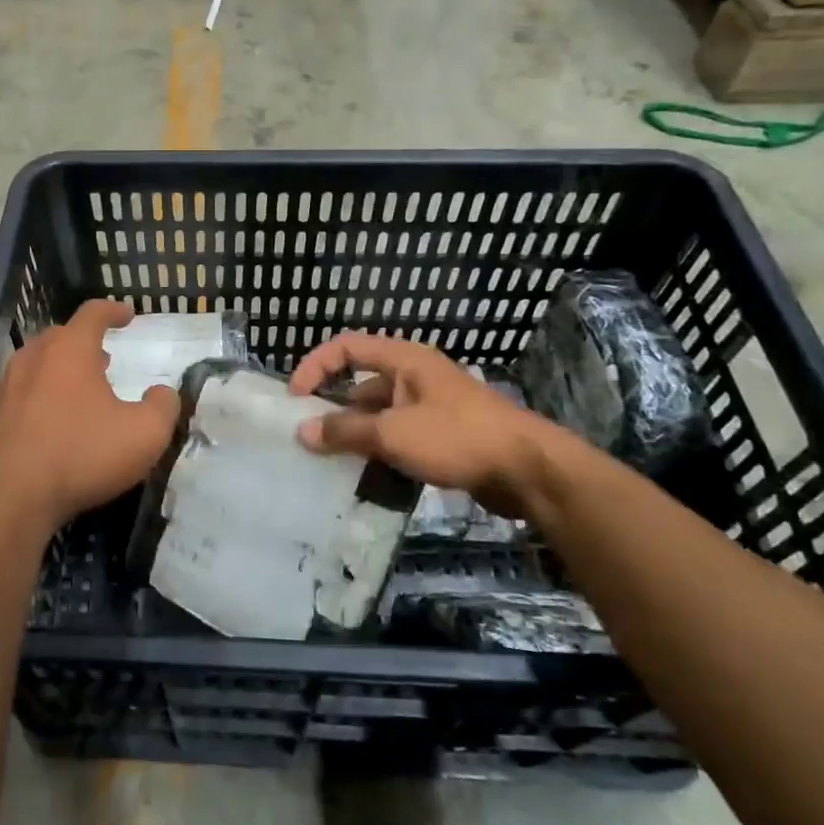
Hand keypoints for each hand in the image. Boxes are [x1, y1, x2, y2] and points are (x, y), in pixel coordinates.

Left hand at [0, 300, 178, 528]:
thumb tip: (163, 394)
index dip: (113, 311)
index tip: (128, 314)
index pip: (93, 313)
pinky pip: (22, 394)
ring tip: (82, 388)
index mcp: (70, 350)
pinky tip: (54, 422)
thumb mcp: (144, 434)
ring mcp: (7, 387)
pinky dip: (42, 396)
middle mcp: (34, 359)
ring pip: (38, 364)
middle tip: (105, 356)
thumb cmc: (80, 454)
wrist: (7, 497)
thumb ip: (162, 408)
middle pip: (60, 336)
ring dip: (61, 369)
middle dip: (85, 341)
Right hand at [288, 332, 556, 517]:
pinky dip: (379, 452)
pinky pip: (397, 437)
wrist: (528, 470)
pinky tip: (365, 477)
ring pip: (378, 415)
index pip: (346, 347)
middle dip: (333, 409)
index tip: (295, 398)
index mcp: (404, 360)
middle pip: (360, 384)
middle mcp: (414, 377)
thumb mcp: (394, 433)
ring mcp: (429, 407)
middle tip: (308, 438)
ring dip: (355, 435)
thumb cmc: (458, 438)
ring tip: (329, 463)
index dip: (315, 366)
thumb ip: (346, 431)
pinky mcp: (441, 436)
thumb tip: (302, 432)